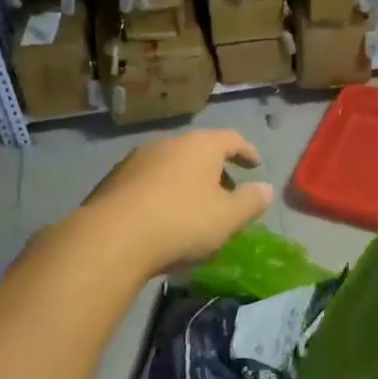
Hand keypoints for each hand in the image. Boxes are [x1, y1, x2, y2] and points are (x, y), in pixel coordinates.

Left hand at [78, 129, 274, 276]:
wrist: (111, 239)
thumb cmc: (182, 222)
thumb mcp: (228, 217)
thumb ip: (251, 201)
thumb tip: (266, 189)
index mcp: (200, 146)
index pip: (231, 139)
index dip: (246, 152)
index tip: (255, 166)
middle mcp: (168, 144)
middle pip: (199, 151)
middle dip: (215, 170)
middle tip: (226, 192)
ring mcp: (136, 160)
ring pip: (171, 166)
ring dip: (186, 182)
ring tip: (194, 208)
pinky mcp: (113, 181)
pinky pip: (148, 182)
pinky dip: (162, 194)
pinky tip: (163, 219)